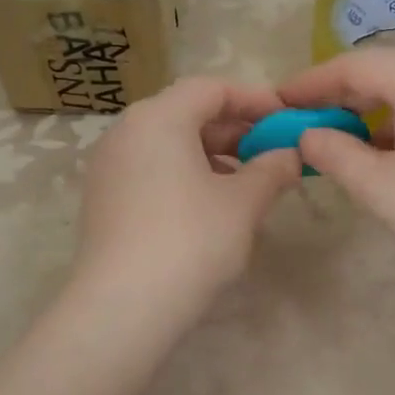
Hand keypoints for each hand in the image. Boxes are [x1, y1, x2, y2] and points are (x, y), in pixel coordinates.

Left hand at [73, 77, 300, 312]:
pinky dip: (186, 175)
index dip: (255, 99)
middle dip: (235, 130)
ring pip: (169, 144)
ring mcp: (109, 166)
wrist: (123, 307)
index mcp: (158, 118)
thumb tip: (291, 155)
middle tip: (272, 153)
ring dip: (213, 155)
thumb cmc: (190, 240)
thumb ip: (272, 169)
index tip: (286, 119)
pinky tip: (212, 206)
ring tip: (248, 183)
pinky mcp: (103, 199)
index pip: (212, 88)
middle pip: (187, 113)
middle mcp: (126, 131)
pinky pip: (151, 170)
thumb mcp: (243, 203)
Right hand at [278, 51, 394, 288]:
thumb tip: (308, 135)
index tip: (279, 100)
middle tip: (305, 120)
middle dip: (342, 95)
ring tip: (342, 138)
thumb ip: (334, 153)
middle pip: (386, 72)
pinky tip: (390, 150)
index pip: (354, 65)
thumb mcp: (378, 186)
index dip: (311, 82)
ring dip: (373, 110)